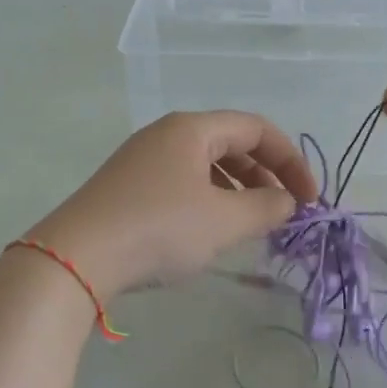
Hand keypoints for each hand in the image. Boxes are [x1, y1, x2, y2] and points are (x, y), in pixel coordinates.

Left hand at [25, 111, 319, 295]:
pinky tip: (210, 231)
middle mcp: (166, 134)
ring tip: (251, 223)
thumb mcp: (224, 221)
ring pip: (206, 165)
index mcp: (192, 129)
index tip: (310, 198)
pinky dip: (209, 200)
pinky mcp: (128, 187)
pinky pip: (183, 183)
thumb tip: (286, 202)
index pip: (257, 129)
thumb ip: (266, 207)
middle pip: (232, 143)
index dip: (291, 161)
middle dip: (266, 176)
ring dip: (238, 190)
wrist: (76, 258)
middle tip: (283, 212)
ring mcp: (143, 160)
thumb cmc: (160, 229)